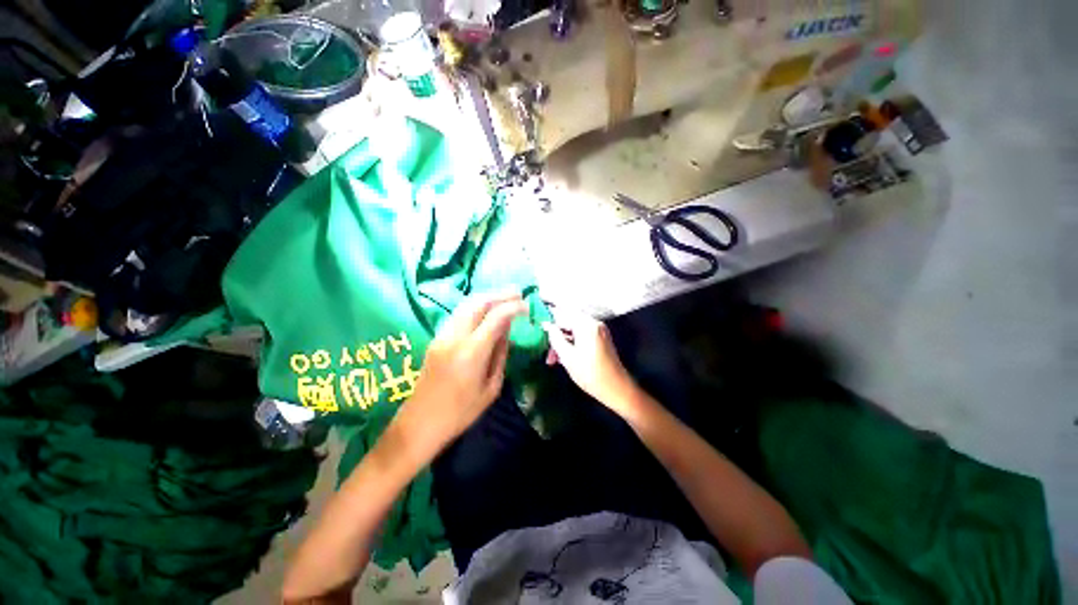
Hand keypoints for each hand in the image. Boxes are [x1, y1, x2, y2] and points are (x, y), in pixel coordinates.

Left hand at [394, 293, 527, 458]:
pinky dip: (475, 306)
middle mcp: (455, 337)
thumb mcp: (491, 387)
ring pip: (466, 304)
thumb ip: (500, 354)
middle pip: (479, 302)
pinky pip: (459, 313)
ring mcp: (442, 335)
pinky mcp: (436, 338)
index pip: (496, 316)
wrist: (420, 423)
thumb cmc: (461, 412)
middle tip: (518, 292)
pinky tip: (485, 310)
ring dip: (487, 297)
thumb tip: (507, 330)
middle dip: (500, 294)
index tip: (527, 306)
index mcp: (472, 352)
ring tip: (505, 297)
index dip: (514, 307)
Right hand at [543, 311, 637, 414]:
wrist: (617, 388)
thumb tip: (546, 325)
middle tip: (548, 354)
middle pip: (569, 322)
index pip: (563, 314)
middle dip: (557, 336)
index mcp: (586, 325)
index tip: (539, 331)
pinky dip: (573, 344)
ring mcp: (599, 331)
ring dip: (563, 342)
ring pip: (575, 331)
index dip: (550, 322)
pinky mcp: (602, 339)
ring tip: (554, 360)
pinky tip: (566, 358)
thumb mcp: (567, 357)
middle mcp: (594, 323)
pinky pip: (582, 336)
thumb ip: (555, 338)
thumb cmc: (590, 373)